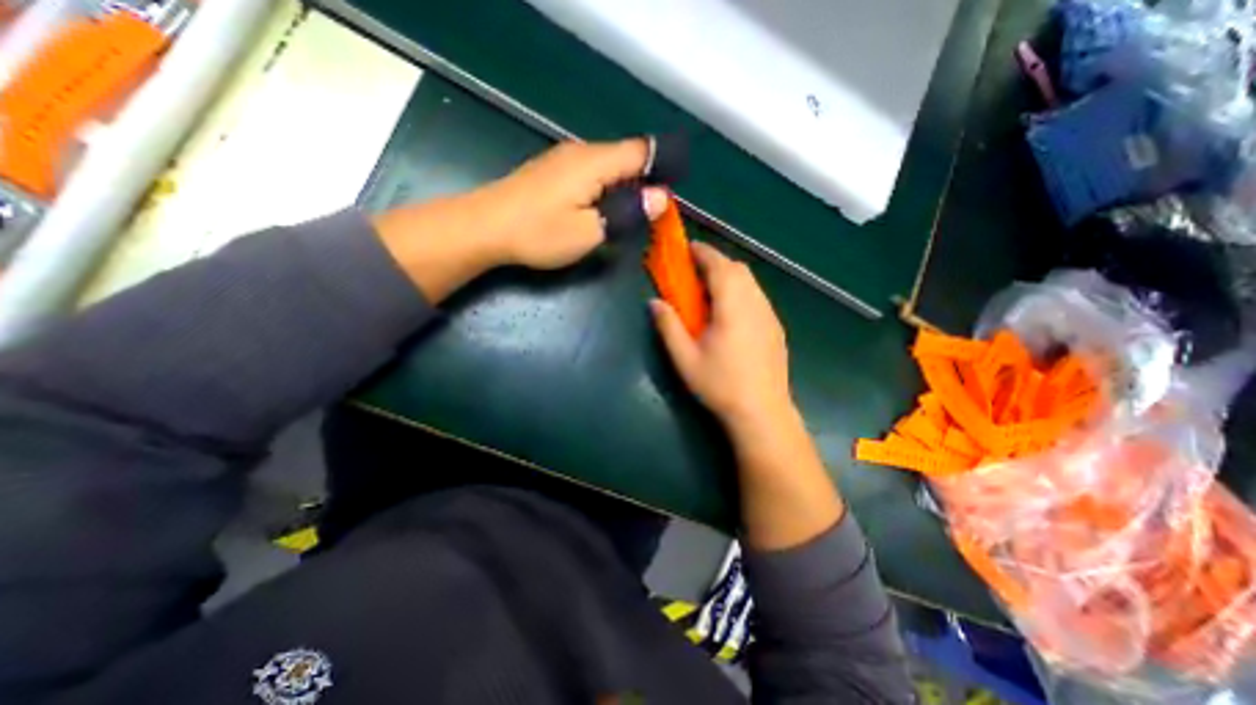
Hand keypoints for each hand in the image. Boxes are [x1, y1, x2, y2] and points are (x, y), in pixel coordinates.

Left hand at [470, 140, 670, 270]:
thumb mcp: (589, 231)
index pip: (641, 151)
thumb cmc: (539, 233)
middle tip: (654, 214)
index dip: (662, 166)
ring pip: (608, 167)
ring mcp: (563, 160)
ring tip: (630, 216)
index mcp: (595, 162)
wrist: (483, 228)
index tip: (673, 192)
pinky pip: (590, 174)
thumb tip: (661, 197)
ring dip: (624, 188)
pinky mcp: (552, 172)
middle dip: (645, 182)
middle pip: (625, 158)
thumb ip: (627, 213)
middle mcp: (581, 152)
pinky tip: (601, 210)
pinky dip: (605, 190)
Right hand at [647, 242, 793, 434]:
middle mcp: (755, 304)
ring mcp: (770, 315)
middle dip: (716, 262)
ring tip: (710, 291)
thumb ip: (669, 326)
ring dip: (730, 277)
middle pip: (739, 269)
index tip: (687, 249)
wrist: (762, 413)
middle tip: (694, 273)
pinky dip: (742, 291)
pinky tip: (730, 313)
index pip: (719, 266)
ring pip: (751, 282)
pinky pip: (758, 297)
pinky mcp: (775, 328)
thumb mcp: (685, 358)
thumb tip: (654, 302)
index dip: (703, 253)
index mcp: (732, 307)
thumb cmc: (720, 385)